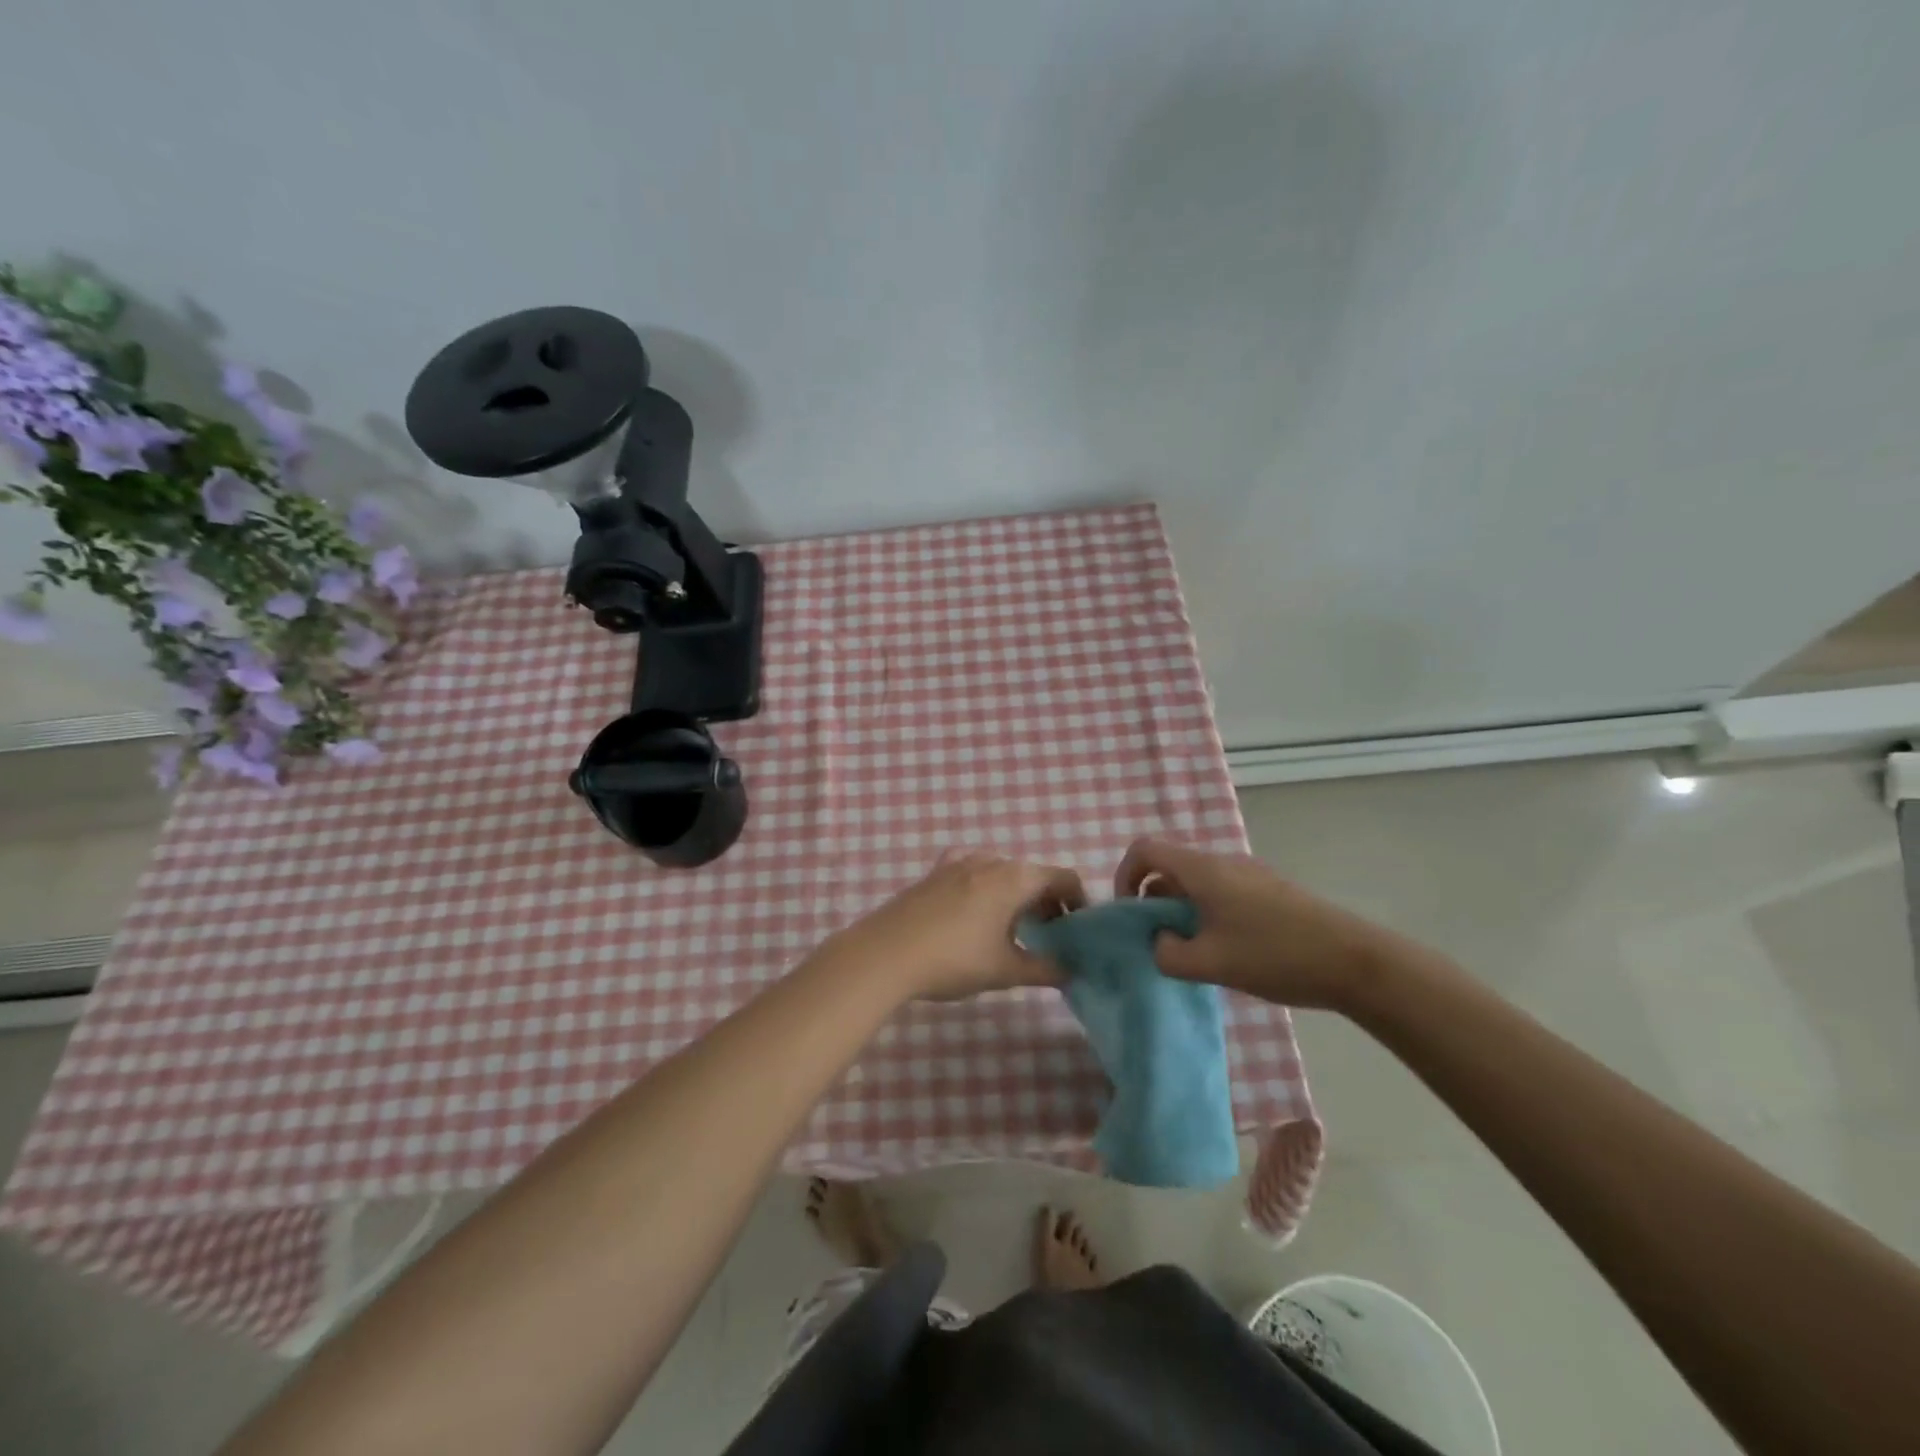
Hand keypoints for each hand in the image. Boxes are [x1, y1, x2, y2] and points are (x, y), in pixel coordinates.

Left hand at [826, 852, 1086, 1000]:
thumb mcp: (1004, 970)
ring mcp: (957, 863)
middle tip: (1049, 936)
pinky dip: (985, 886)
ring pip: (1001, 871)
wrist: (884, 953)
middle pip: (1032, 873)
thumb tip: (1071, 970)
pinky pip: (971, 870)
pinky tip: (975, 910)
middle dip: (1047, 901)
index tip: (1078, 929)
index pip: (1062, 877)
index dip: (1078, 901)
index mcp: (1014, 878)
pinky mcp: (933, 873)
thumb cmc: (953, 959)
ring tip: (1012, 928)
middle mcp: (990, 861)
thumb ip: (1044, 968)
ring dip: (1016, 894)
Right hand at [1116, 837, 1402, 1010]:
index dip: (1125, 877)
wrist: (1354, 961)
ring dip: (1181, 912)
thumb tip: (1159, 942)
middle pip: (1170, 867)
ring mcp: (1249, 874)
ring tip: (1192, 953)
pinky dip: (1206, 914)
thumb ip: (1167, 954)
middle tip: (1159, 943)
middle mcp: (1223, 862)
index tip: (1129, 915)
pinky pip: (1221, 892)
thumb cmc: (1275, 956)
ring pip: (1196, 883)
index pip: (1145, 850)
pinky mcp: (1268, 891)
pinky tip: (1226, 951)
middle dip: (1153, 902)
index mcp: (1203, 870)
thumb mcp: (1209, 964)